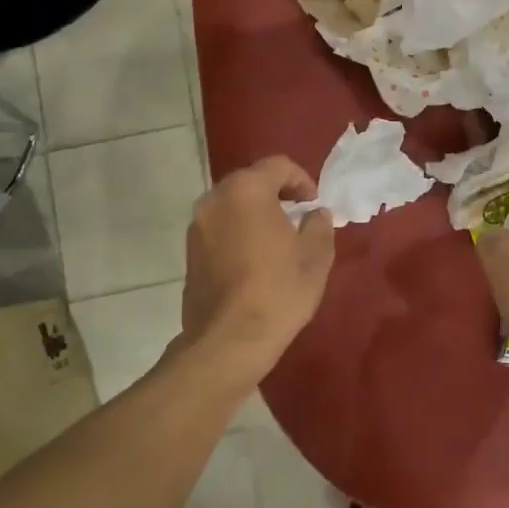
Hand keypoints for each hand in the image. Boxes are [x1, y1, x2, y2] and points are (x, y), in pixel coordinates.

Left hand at [179, 156, 336, 382]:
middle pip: (250, 181)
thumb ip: (319, 224)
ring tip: (277, 240)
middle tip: (298, 217)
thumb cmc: (278, 291)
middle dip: (276, 194)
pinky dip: (238, 232)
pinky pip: (220, 229)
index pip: (278, 165)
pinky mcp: (189, 253)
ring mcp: (197, 227)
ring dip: (255, 213)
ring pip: (232, 206)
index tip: (314, 204)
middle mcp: (215, 199)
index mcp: (246, 190)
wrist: (228, 341)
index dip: (302, 180)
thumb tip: (315, 214)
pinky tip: (255, 260)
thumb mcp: (315, 255)